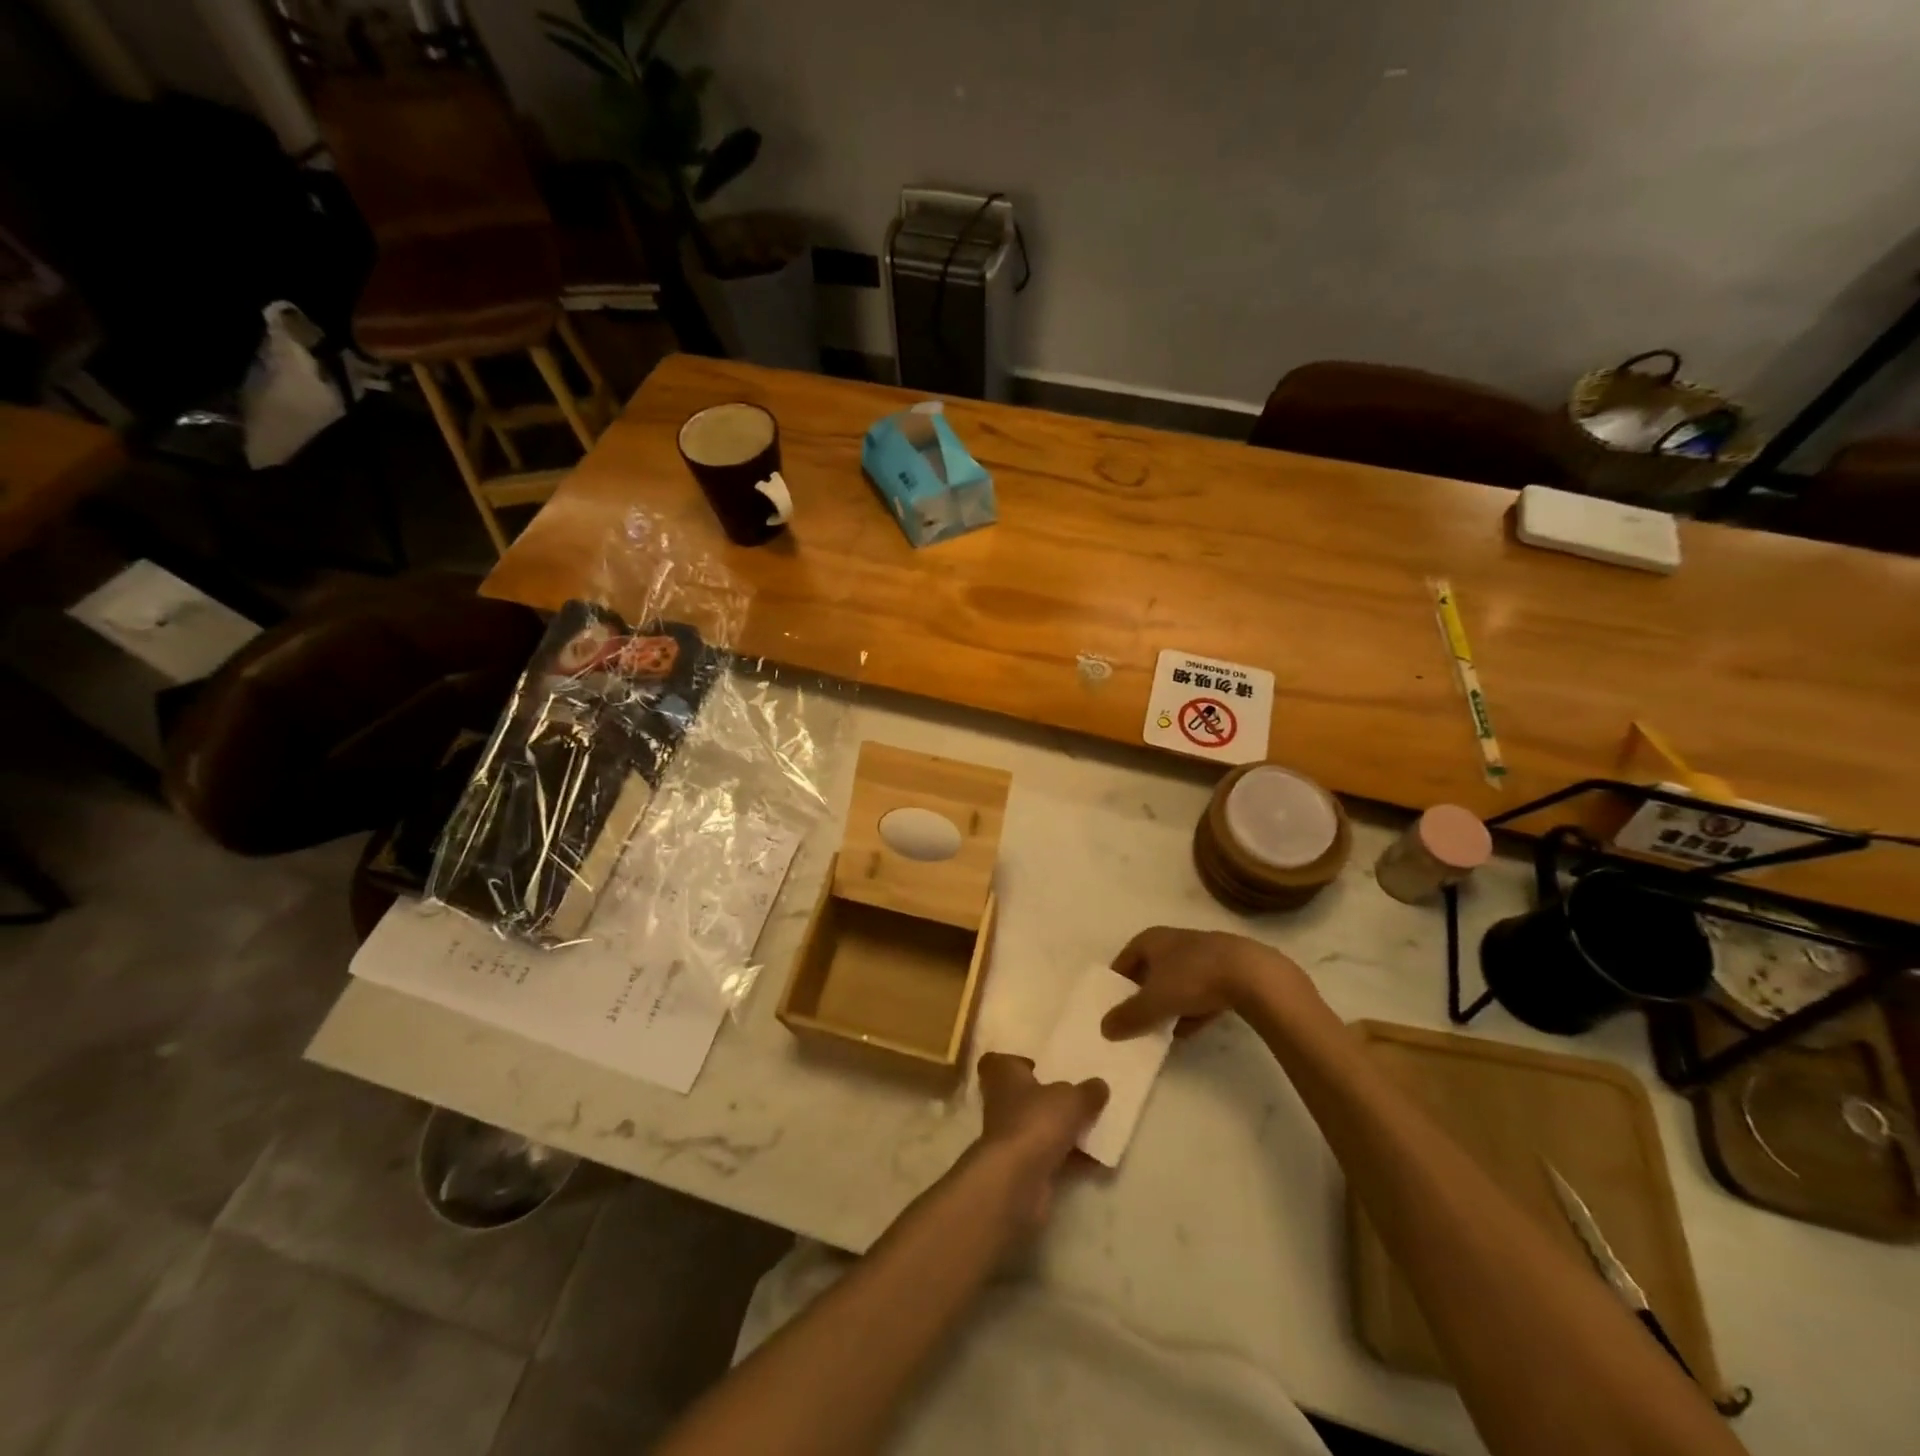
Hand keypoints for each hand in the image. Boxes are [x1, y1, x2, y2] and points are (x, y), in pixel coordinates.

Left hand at [973, 1053, 1106, 1227]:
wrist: (1017, 1180)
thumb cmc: (1036, 1121)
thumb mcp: (1071, 1099)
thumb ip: (1087, 1091)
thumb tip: (1100, 1085)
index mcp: (1004, 1075)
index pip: (998, 1061)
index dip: (1017, 1062)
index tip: (1040, 1064)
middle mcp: (1001, 1103)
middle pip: (1023, 1095)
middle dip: (1048, 1096)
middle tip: (1077, 1093)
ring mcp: (1010, 1137)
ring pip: (1038, 1126)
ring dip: (1062, 1128)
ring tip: (1095, 1124)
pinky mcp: (1023, 1166)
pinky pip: (1051, 1155)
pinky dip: (1071, 1157)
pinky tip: (1098, 1159)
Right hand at [1102, 926, 1308, 1040]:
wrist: (1252, 975)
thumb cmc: (1193, 978)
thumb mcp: (1154, 1002)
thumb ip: (1129, 1016)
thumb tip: (1104, 1029)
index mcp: (1152, 939)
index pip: (1124, 959)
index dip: (1116, 982)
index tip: (1112, 1005)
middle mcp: (1174, 942)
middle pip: (1151, 971)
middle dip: (1143, 996)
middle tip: (1135, 1020)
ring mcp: (1202, 956)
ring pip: (1176, 983)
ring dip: (1168, 1005)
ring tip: (1161, 1031)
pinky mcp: (1226, 972)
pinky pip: (1200, 993)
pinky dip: (1192, 1010)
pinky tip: (1190, 1031)